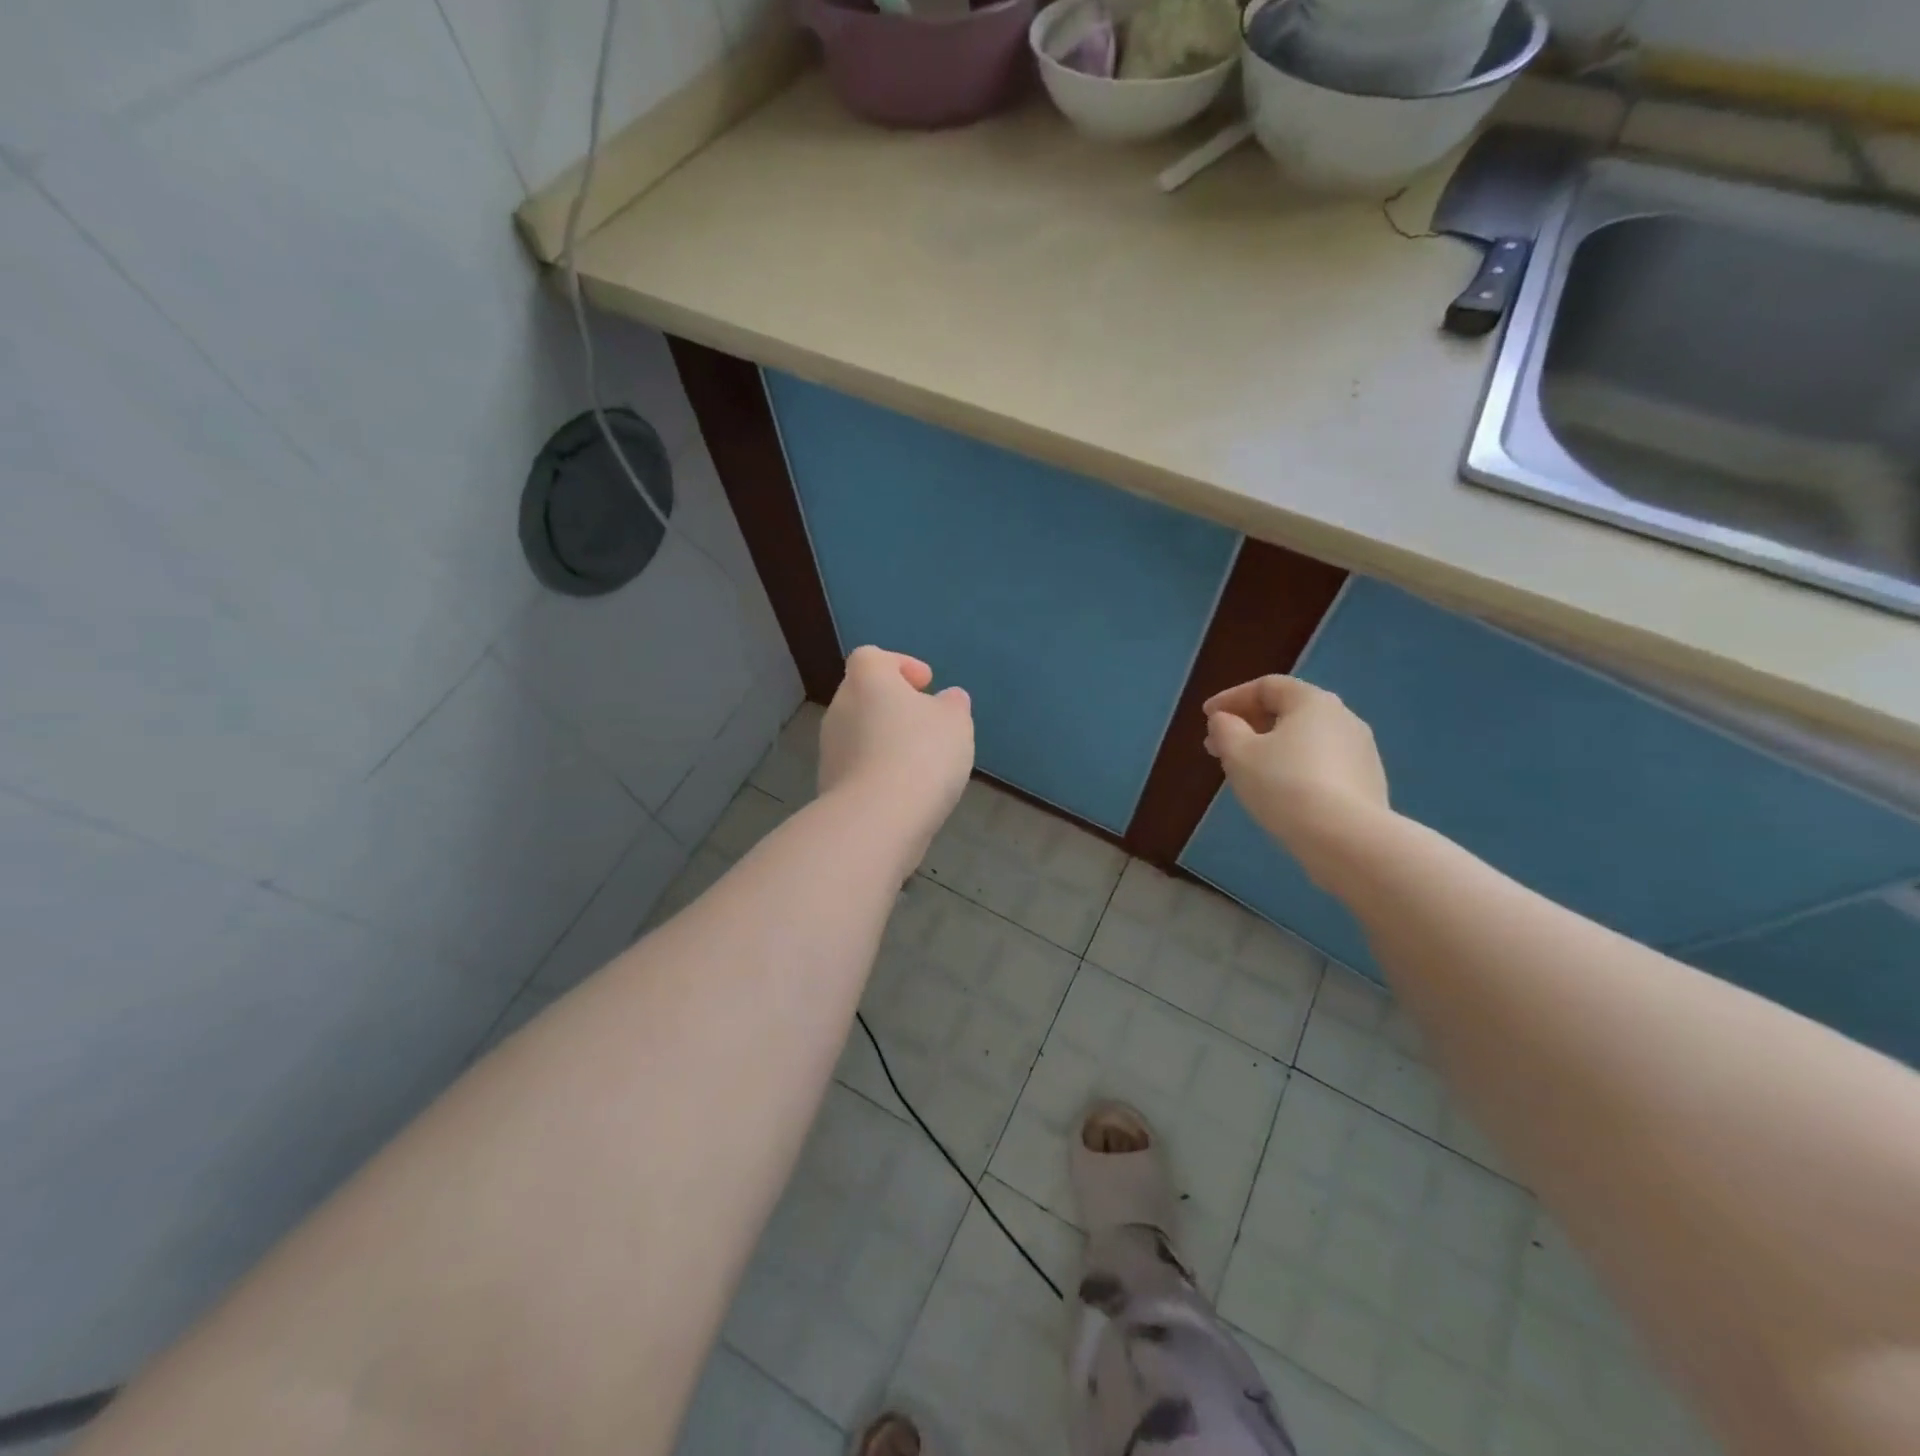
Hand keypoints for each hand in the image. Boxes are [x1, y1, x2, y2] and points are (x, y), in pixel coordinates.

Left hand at [819, 647, 974, 850]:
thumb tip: (948, 699)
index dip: (899, 665)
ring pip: (861, 733)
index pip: (872, 657)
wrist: (877, 819)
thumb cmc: (920, 754)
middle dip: (894, 706)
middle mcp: (840, 708)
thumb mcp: (955, 722)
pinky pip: (859, 767)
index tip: (925, 684)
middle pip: (865, 695)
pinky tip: (905, 791)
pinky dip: (879, 771)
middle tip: (927, 724)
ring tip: (921, 762)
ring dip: (886, 741)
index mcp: (866, 680)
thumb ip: (953, 705)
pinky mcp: (830, 785)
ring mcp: (830, 749)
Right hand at [1204, 676, 1388, 867]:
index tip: (1206, 716)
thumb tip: (1225, 720)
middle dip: (1248, 725)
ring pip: (1305, 739)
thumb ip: (1225, 729)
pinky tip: (1278, 790)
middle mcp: (1343, 718)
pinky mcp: (1367, 782)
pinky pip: (1321, 764)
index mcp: (1313, 702)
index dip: (1231, 697)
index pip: (1267, 686)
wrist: (1346, 838)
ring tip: (1245, 770)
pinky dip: (1293, 767)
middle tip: (1218, 746)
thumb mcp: (1239, 754)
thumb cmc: (1284, 785)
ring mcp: (1361, 751)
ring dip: (1270, 747)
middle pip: (1288, 711)